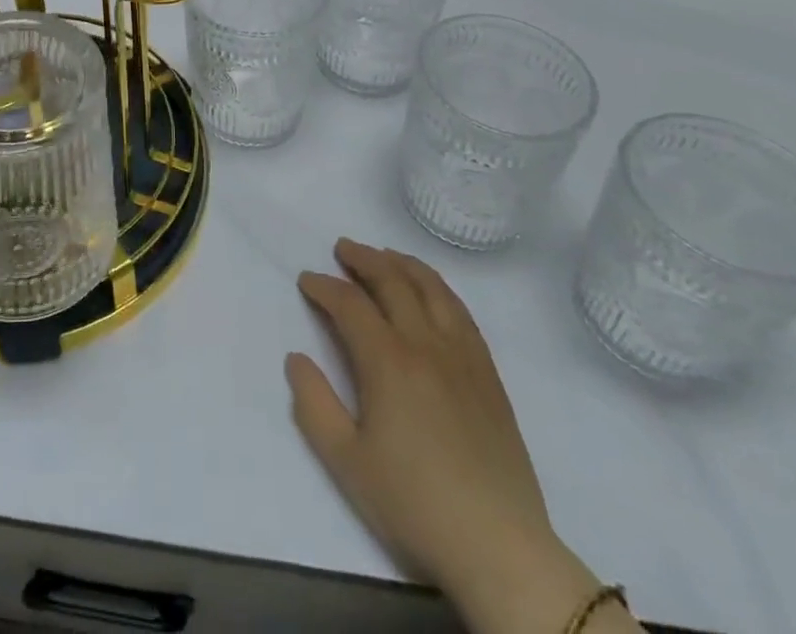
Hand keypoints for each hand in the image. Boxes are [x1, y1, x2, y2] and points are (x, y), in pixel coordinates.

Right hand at [288, 240, 605, 633]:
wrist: (499, 546)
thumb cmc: (414, 504)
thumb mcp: (347, 462)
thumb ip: (314, 404)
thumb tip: (296, 358)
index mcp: (388, 361)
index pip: (349, 304)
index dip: (324, 286)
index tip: (306, 280)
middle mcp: (426, 344)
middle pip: (392, 282)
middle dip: (363, 259)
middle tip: (342, 249)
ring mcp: (462, 356)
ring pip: (432, 288)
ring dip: (403, 264)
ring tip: (385, 255)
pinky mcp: (488, 374)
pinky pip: (462, 312)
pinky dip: (439, 288)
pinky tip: (432, 292)